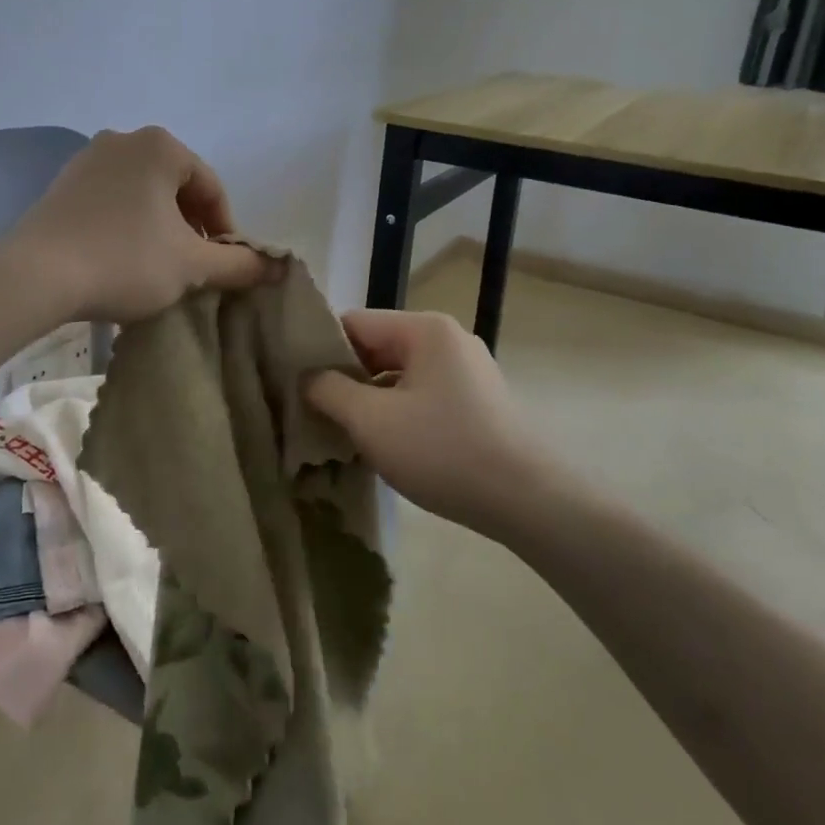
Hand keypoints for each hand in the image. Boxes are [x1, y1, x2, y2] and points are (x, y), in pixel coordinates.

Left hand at [6, 127, 269, 322]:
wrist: (36, 275)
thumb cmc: (125, 260)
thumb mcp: (191, 265)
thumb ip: (239, 263)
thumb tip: (276, 266)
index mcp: (161, 146)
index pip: (210, 187)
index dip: (225, 229)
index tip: (223, 265)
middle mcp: (123, 140)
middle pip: (176, 187)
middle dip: (190, 226)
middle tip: (192, 267)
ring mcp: (87, 159)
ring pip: (142, 194)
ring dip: (159, 227)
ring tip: (158, 267)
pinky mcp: (62, 185)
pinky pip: (110, 201)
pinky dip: (126, 225)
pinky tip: (121, 259)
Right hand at [304, 310, 552, 536]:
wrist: (530, 502)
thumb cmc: (444, 451)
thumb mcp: (371, 421)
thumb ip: (328, 390)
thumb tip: (307, 377)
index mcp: (424, 329)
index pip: (353, 323)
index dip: (319, 349)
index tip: (294, 381)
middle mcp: (447, 339)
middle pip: (376, 347)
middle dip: (343, 378)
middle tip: (312, 411)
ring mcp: (467, 370)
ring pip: (398, 374)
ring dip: (368, 399)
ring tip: (341, 432)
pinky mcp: (478, 401)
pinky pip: (421, 394)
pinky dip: (397, 412)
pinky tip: (383, 444)